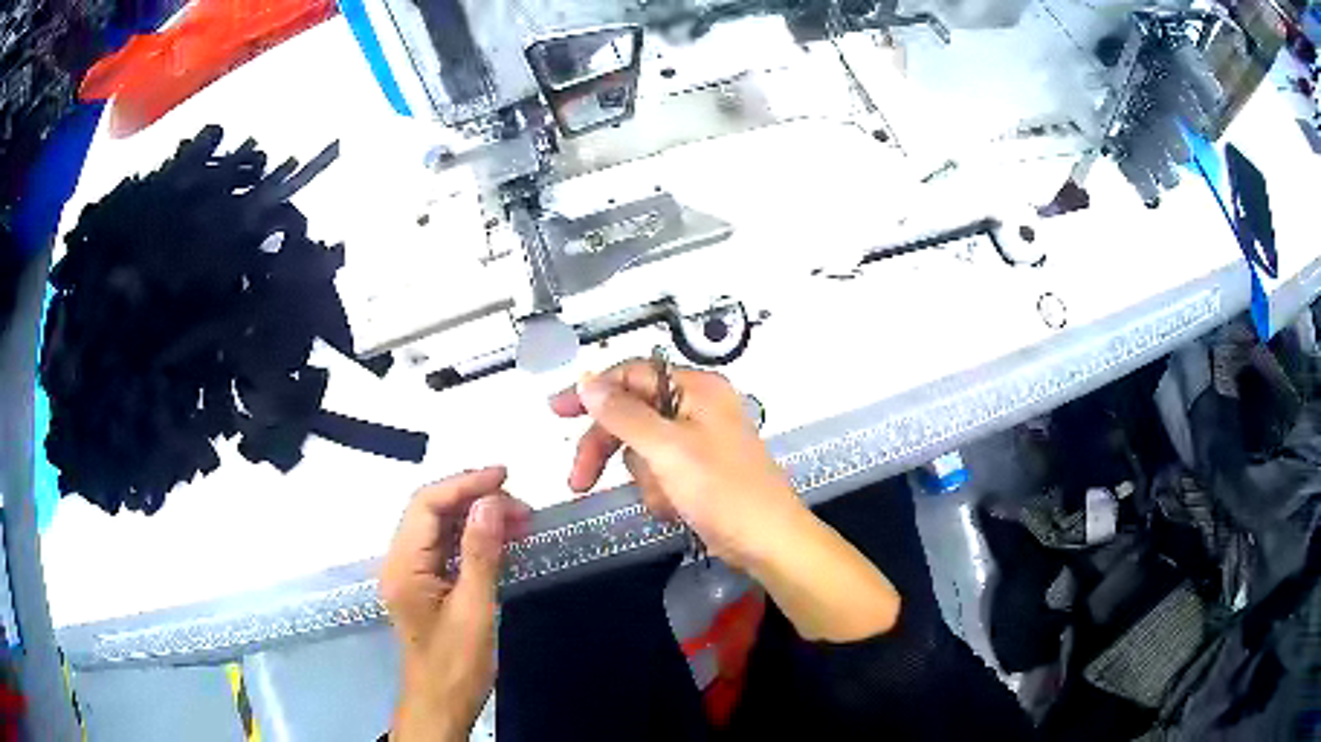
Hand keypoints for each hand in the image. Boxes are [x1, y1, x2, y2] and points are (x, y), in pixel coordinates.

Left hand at [382, 467, 530, 741]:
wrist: (441, 705)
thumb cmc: (457, 664)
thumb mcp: (474, 609)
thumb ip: (479, 553)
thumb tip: (490, 503)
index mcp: (404, 566)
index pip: (426, 504)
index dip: (465, 484)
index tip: (505, 477)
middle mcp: (400, 562)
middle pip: (431, 512)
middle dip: (475, 500)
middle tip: (522, 505)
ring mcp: (410, 574)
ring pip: (440, 529)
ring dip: (476, 519)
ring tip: (521, 520)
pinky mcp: (423, 586)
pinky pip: (445, 549)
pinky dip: (473, 540)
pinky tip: (502, 541)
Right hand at [550, 360, 800, 569]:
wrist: (767, 542)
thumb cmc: (724, 491)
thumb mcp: (668, 449)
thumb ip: (623, 414)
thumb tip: (587, 380)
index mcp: (697, 389)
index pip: (632, 375)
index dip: (593, 391)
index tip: (557, 410)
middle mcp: (697, 407)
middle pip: (631, 416)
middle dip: (608, 450)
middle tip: (579, 480)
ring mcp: (698, 441)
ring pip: (641, 451)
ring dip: (643, 480)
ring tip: (666, 500)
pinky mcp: (697, 472)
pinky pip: (658, 474)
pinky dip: (659, 493)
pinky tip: (675, 510)